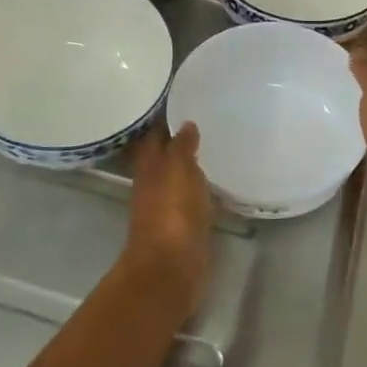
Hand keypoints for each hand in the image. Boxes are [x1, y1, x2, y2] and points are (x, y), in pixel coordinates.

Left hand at [122, 122, 212, 315]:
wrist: (172, 268)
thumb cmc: (172, 212)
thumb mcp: (178, 169)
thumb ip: (181, 146)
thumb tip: (185, 124)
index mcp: (148, 166)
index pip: (154, 134)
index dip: (164, 118)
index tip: (181, 99)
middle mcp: (154, 183)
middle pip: (164, 155)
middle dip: (179, 139)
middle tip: (204, 118)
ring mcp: (168, 206)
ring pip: (178, 177)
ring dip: (191, 163)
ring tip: (215, 144)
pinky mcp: (185, 225)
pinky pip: (193, 198)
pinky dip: (201, 187)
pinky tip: (218, 180)